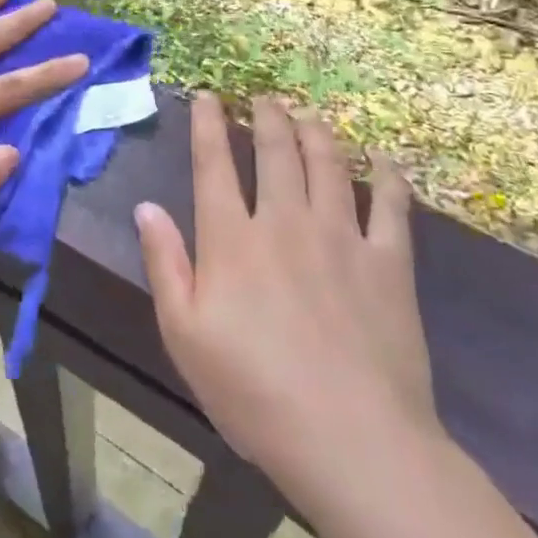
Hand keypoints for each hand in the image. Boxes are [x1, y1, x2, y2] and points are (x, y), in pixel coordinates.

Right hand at [135, 95, 439, 518]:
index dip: (207, 125)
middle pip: (276, 151)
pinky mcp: (390, 264)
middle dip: (267, 117)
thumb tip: (146, 207)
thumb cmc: (253, 391)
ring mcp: (341, 238)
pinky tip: (383, 159)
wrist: (352, 441)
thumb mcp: (183, 334)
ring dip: (317, 131)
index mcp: (232, 239)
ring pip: (329, 165)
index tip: (207, 96)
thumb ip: (164, 263)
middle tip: (264, 97)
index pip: (214, 165)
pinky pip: (391, 206)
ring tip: (308, 113)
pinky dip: (387, 176)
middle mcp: (285, 222)